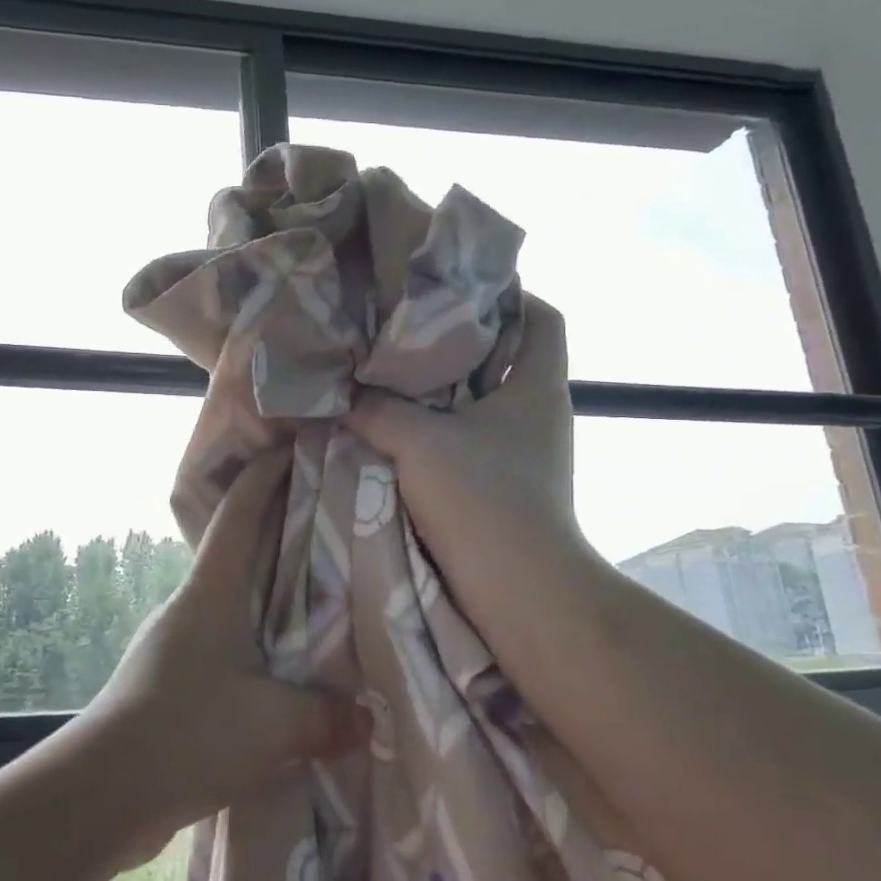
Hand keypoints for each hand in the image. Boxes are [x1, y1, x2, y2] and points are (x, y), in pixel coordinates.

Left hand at [67, 448, 369, 861]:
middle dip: (278, 532)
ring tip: (319, 601)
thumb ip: (328, 718)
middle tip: (327, 523)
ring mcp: (176, 645)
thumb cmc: (187, 733)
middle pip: (239, 553)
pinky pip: (227, 649)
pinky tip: (286, 673)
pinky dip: (259, 646)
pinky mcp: (172, 684)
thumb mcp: (273, 725)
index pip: (239, 515)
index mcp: (210, 593)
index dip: (264, 478)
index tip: (293, 450)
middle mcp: (190, 608)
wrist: (101, 794)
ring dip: (269, 596)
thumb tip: (368, 721)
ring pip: (234, 604)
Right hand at [343, 295, 598, 610]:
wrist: (519, 593)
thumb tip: (338, 389)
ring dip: (439, 391)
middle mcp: (536, 415)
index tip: (456, 286)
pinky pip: (465, 441)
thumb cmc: (485, 501)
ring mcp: (521, 454)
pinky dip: (435, 432)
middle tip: (402, 326)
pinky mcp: (500, 487)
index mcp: (537, 388)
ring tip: (387, 373)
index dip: (509, 294)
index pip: (542, 318)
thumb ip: (375, 409)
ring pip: (479, 403)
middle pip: (502, 357)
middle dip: (456, 341)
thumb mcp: (420, 442)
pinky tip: (392, 428)